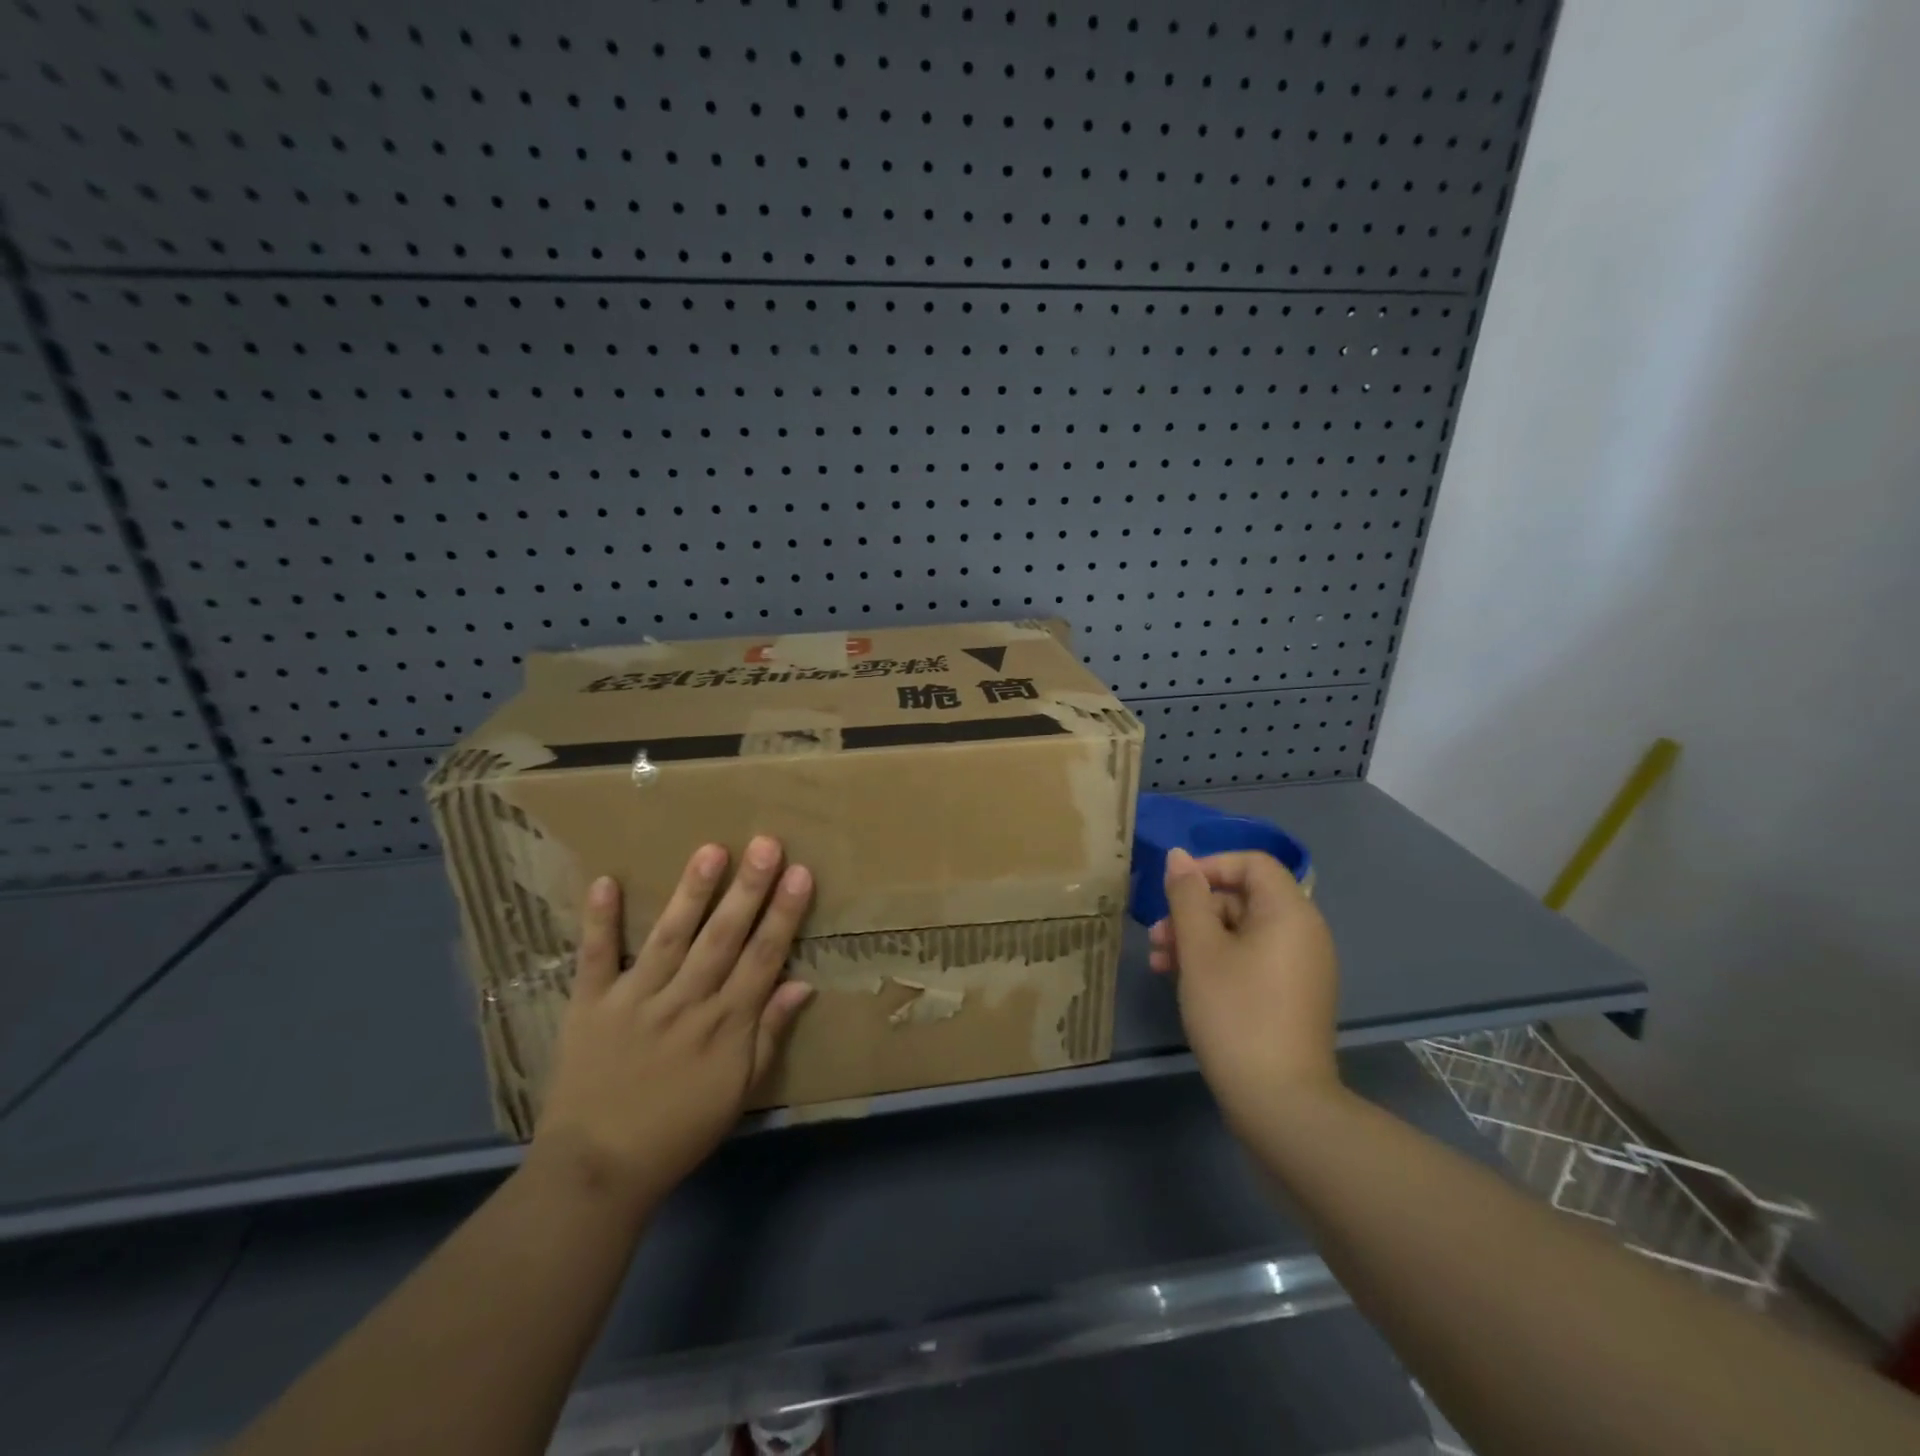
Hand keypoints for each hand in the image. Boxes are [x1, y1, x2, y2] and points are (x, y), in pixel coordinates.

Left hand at [529, 837, 814, 1219]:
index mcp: (724, 1024)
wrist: (596, 1172)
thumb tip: (802, 984)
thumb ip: (769, 1035)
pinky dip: (599, 922)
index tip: (800, 874)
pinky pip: (595, 958)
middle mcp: (685, 1002)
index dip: (784, 914)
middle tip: (766, 844)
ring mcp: (635, 1000)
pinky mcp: (589, 1006)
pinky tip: (606, 881)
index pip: (763, 957)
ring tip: (711, 850)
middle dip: (748, 889)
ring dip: (691, 893)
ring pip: (669, 937)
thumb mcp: (739, 1092)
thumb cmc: (679, 1131)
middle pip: (722, 937)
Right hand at [1148, 848, 1341, 1128]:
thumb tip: (1179, 856)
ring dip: (1197, 939)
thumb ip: (1187, 896)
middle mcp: (1303, 933)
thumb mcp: (1200, 949)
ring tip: (1159, 964)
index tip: (1173, 889)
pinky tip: (1182, 982)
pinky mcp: (1291, 997)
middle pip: (1243, 898)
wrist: (1280, 1103)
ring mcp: (1300, 968)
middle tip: (1157, 937)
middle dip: (1194, 910)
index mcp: (1290, 913)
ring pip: (1242, 932)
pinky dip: (1217, 962)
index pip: (1252, 863)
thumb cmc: (1236, 1013)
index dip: (1209, 867)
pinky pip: (1252, 960)